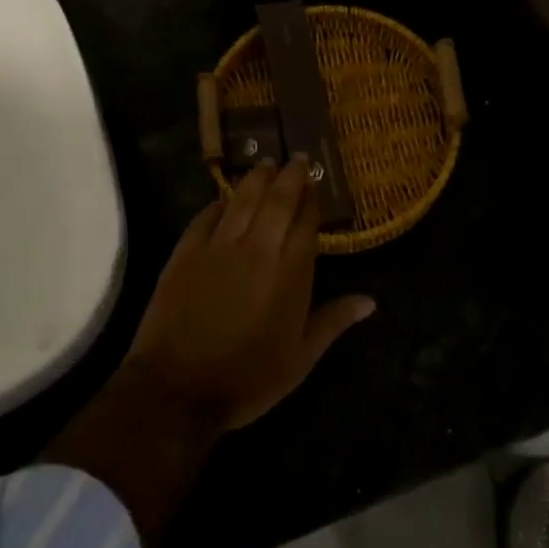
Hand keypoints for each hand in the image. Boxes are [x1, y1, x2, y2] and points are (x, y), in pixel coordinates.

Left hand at [126, 157, 375, 430]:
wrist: (178, 389)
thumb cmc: (248, 379)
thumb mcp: (300, 359)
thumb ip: (334, 321)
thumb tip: (370, 301)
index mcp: (290, 273)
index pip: (306, 222)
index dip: (312, 199)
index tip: (316, 183)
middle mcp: (258, 248)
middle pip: (277, 200)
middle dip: (290, 176)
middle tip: (296, 158)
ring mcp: (218, 246)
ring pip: (242, 199)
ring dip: (256, 178)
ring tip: (265, 163)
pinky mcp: (185, 251)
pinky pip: (206, 216)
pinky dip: (218, 202)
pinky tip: (225, 197)